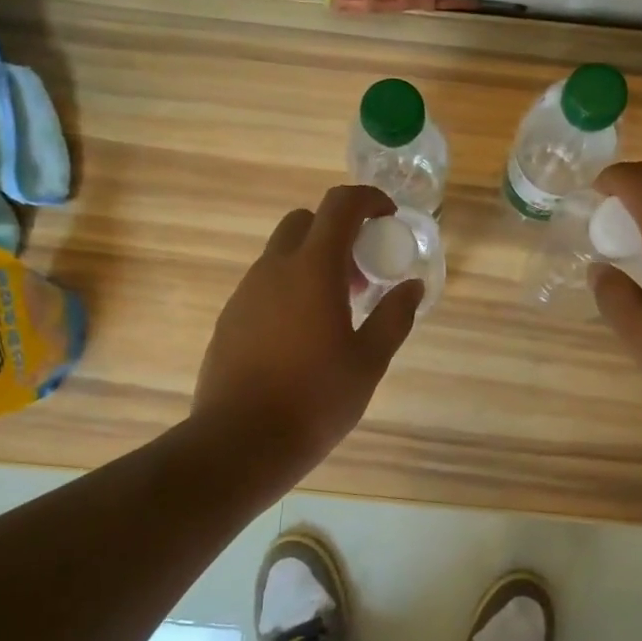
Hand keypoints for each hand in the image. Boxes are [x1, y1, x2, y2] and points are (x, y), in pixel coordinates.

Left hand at [192, 185, 421, 481]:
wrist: (242, 441)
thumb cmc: (316, 399)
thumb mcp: (369, 360)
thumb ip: (394, 316)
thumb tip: (412, 287)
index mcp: (313, 269)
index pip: (340, 205)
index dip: (368, 199)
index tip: (388, 218)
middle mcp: (274, 269)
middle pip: (305, 222)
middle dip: (337, 232)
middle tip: (361, 273)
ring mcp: (245, 292)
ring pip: (282, 255)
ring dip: (313, 263)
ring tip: (336, 311)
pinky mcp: (230, 318)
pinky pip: (265, 285)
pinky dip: (290, 289)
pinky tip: (302, 335)